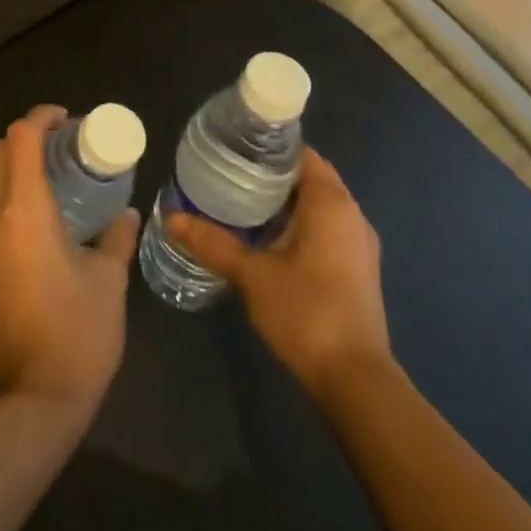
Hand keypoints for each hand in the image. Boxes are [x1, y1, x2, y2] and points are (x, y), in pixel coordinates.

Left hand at [0, 106, 139, 420]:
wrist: (35, 399)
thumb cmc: (80, 333)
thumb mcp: (109, 279)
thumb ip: (117, 235)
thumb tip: (127, 212)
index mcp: (24, 211)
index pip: (21, 138)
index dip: (41, 118)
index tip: (65, 119)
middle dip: (25, 139)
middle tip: (59, 147)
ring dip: (11, 169)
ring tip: (45, 179)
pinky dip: (1, 200)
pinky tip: (28, 221)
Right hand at [167, 148, 391, 390]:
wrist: (356, 382)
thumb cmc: (306, 313)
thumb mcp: (252, 275)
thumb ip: (212, 243)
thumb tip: (171, 218)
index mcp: (331, 204)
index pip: (303, 154)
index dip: (270, 148)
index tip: (236, 149)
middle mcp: (352, 216)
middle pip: (310, 177)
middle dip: (272, 175)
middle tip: (229, 175)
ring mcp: (359, 245)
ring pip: (319, 206)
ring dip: (286, 202)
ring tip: (241, 203)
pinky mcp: (358, 270)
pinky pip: (327, 229)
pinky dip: (300, 224)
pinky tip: (267, 240)